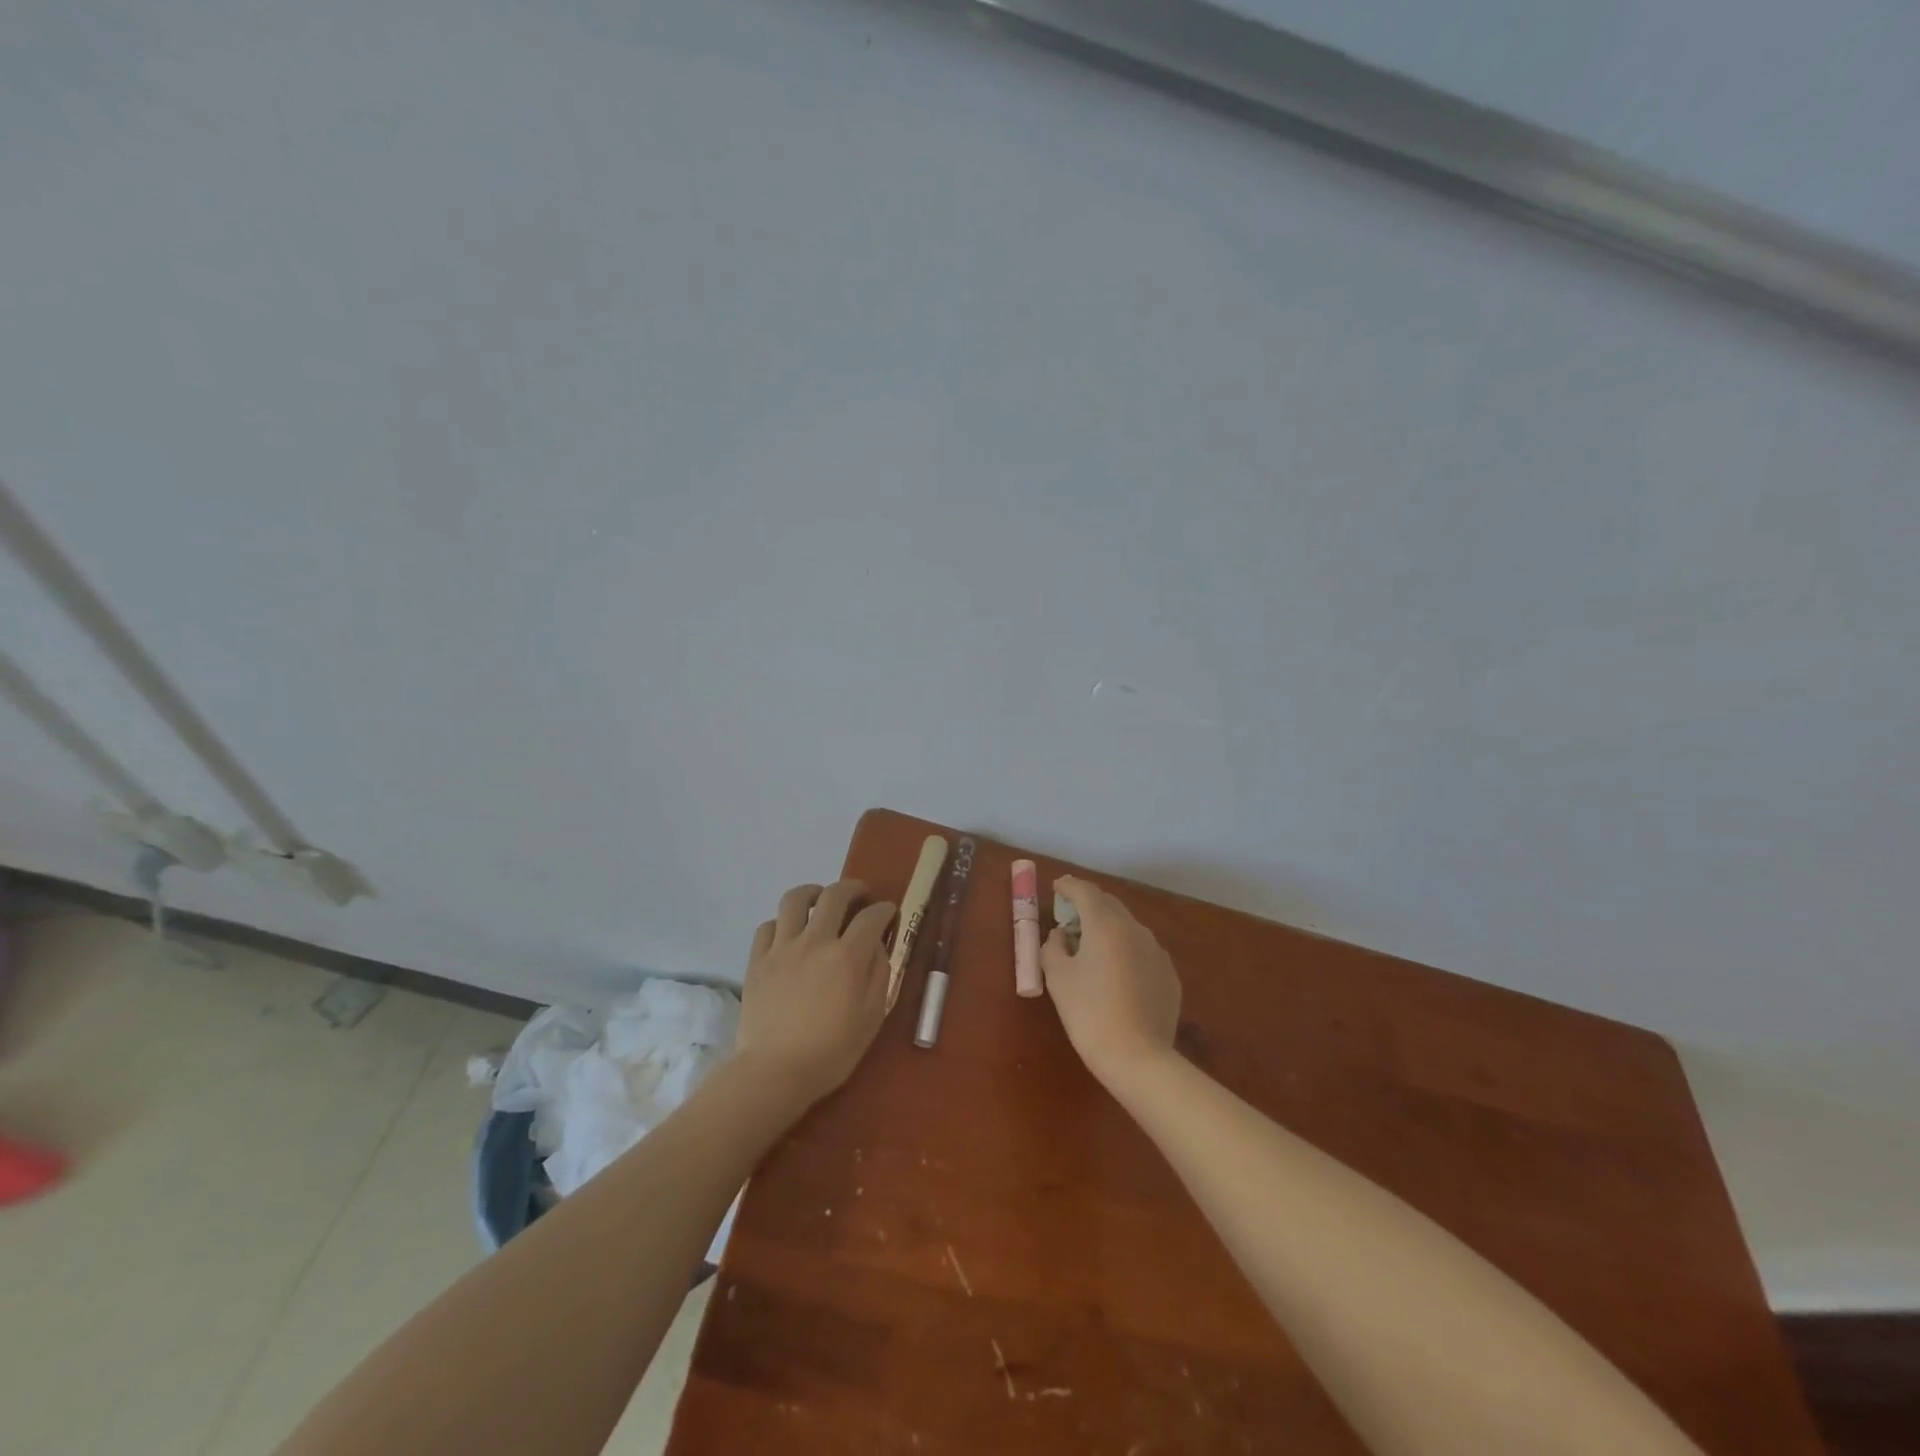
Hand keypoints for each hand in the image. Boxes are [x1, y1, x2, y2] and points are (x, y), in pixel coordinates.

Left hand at [735, 880, 895, 1105]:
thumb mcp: (871, 1017)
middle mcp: (815, 941)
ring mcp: (782, 947)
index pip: (872, 917)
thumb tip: (877, 945)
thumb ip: (878, 974)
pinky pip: (768, 925)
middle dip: (853, 888)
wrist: (774, 1072)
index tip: (889, 911)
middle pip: (834, 895)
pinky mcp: (757, 960)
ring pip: (795, 899)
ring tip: (820, 900)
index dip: (884, 909)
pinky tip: (789, 933)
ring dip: (813, 892)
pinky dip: (782, 922)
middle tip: (860, 895)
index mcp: (847, 956)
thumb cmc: (831, 1052)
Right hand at [1042, 875, 1181, 1089]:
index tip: (1057, 887)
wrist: (1138, 1059)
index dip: (1069, 886)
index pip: (1085, 891)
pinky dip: (1125, 951)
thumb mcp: (1057, 977)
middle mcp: (1136, 930)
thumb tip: (1062, 936)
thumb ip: (1053, 947)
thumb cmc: (1089, 1013)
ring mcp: (1157, 952)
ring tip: (1091, 947)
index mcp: (1106, 924)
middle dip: (1088, 905)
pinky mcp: (1168, 976)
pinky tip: (1116, 974)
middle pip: (1109, 905)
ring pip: (1128, 928)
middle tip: (1069, 916)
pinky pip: (1142, 952)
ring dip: (1108, 928)